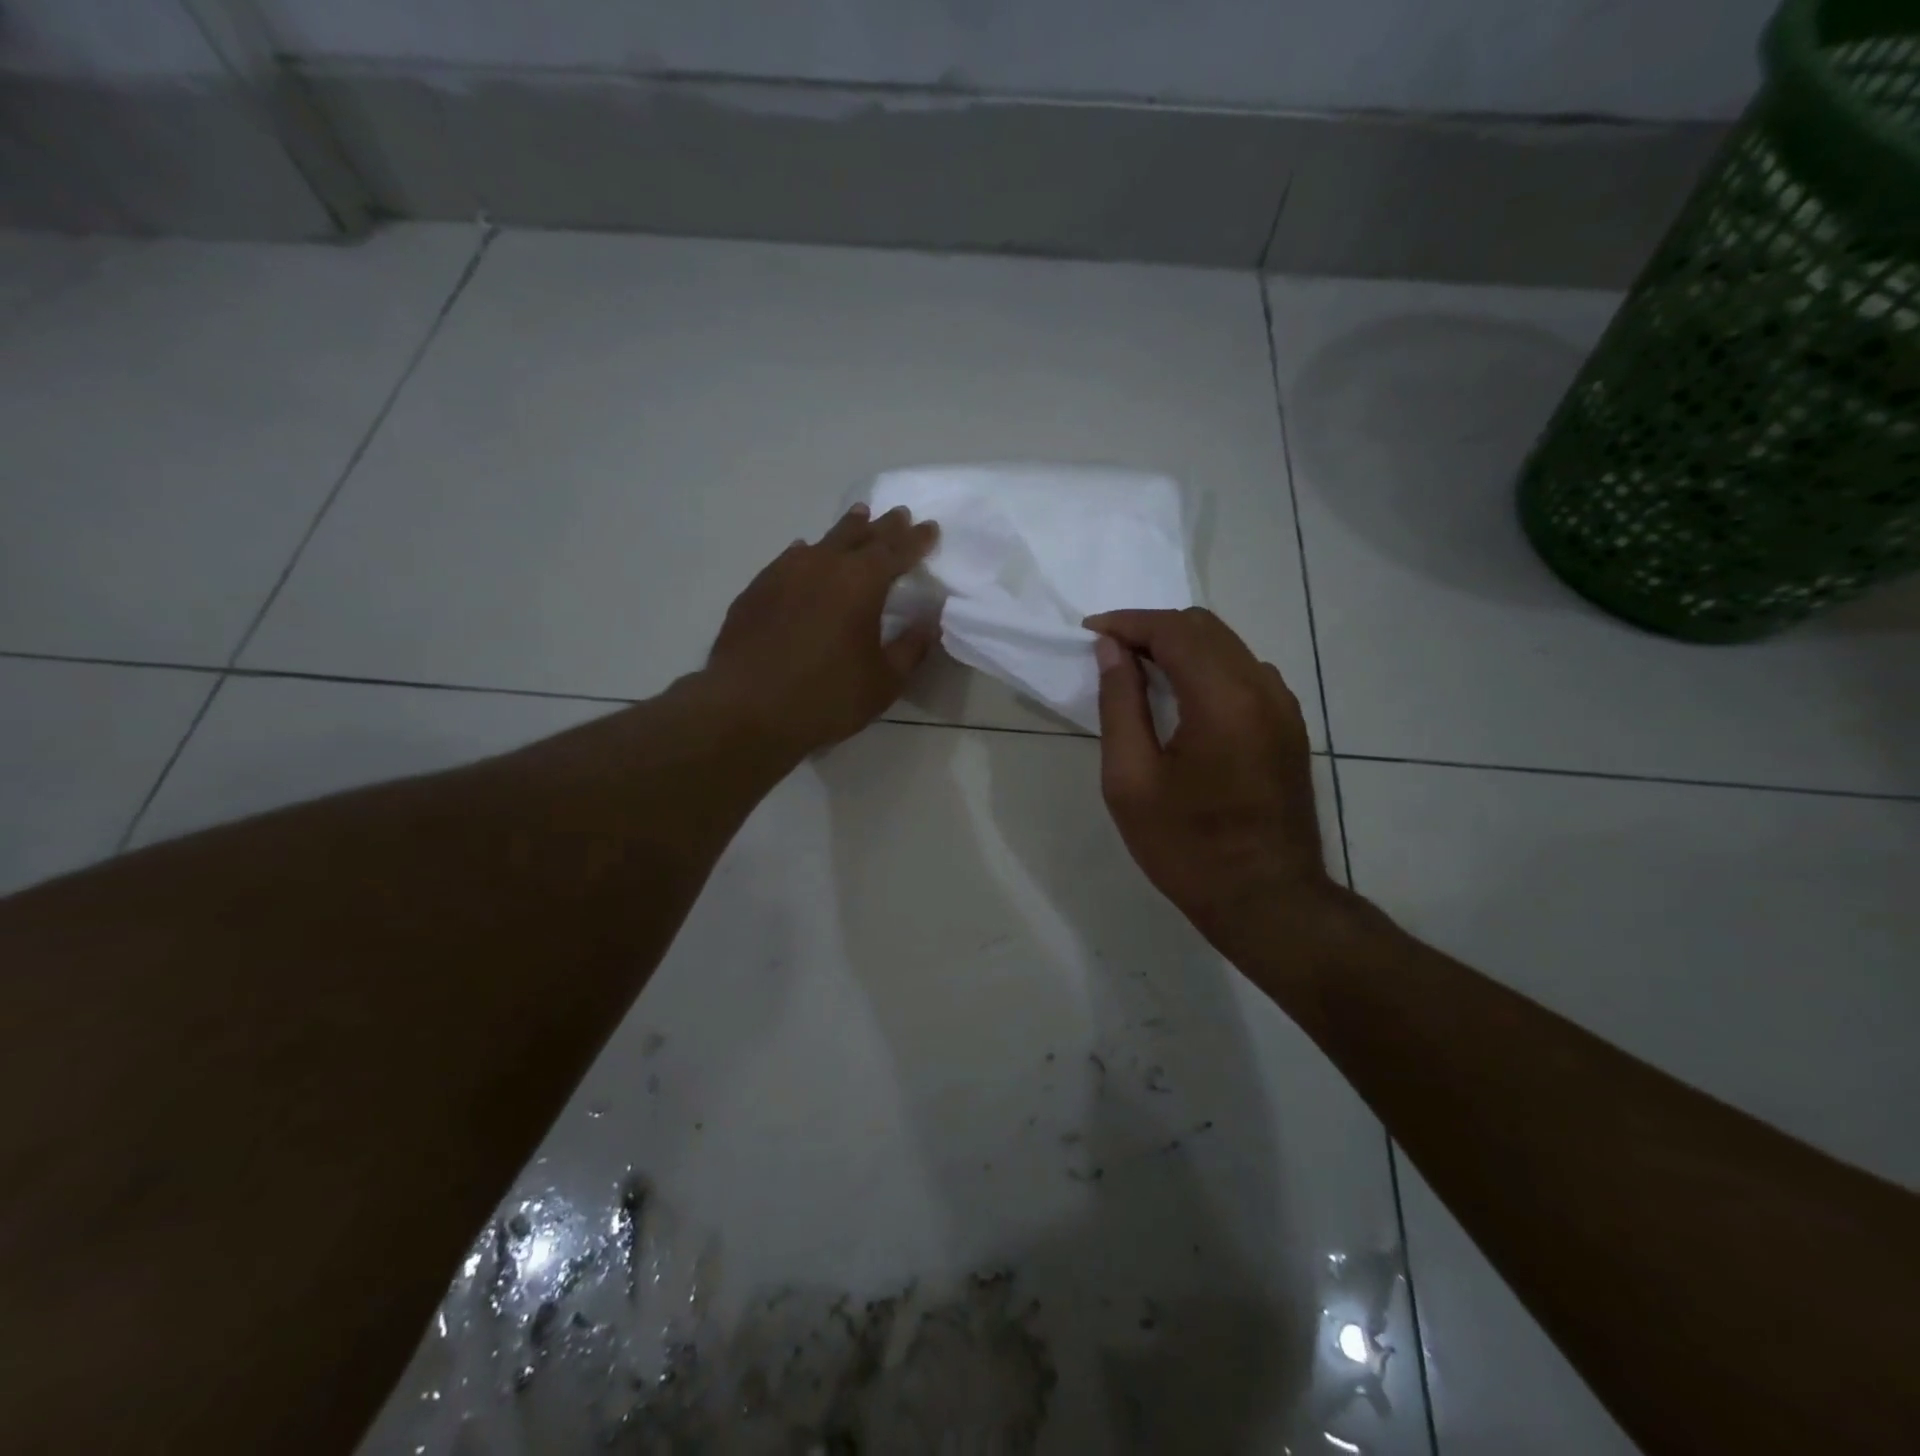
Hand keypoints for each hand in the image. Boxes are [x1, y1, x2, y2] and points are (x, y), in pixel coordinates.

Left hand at [705, 503, 939, 757]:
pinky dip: (806, 553)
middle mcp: (823, 566)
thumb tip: (929, 621)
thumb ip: (911, 648)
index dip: (916, 539)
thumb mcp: (883, 682)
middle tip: (898, 514)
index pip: (896, 551)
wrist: (745, 709)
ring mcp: (784, 574)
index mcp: (861, 583)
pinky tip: (803, 554)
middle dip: (883, 526)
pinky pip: (789, 559)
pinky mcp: (756, 590)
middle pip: (859, 536)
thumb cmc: (826, 698)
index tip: (930, 528)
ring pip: (822, 542)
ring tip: (857, 519)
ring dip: (845, 531)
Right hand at [1087, 607, 1337, 961]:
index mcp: (1223, 700)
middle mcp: (1263, 689)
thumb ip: (1121, 705)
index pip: (1174, 630)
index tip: (1091, 632)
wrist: (1266, 900)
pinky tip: (1182, 696)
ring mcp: (1284, 707)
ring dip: (1181, 646)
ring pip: (1229, 646)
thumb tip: (1112, 650)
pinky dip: (1208, 667)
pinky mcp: (1289, 726)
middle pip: (1205, 628)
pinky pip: (1246, 673)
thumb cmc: (1186, 847)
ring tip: (1140, 670)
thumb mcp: (1130, 780)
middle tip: (1110, 651)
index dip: (1128, 623)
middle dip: (1152, 628)